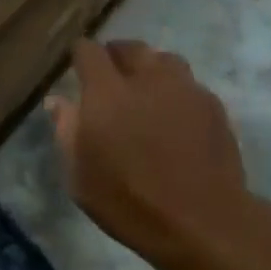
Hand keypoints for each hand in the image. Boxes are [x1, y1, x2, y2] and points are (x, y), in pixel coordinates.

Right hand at [47, 40, 248, 264]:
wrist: (201, 221)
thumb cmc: (129, 202)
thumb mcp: (80, 176)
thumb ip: (67, 131)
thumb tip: (57, 100)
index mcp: (107, 92)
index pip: (89, 51)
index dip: (81, 55)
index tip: (78, 67)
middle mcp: (147, 78)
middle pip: (130, 48)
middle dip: (116, 56)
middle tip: (109, 78)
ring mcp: (185, 88)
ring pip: (163, 60)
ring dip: (149, 68)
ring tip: (145, 90)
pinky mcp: (212, 105)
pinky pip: (188, 83)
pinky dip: (175, 90)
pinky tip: (174, 114)